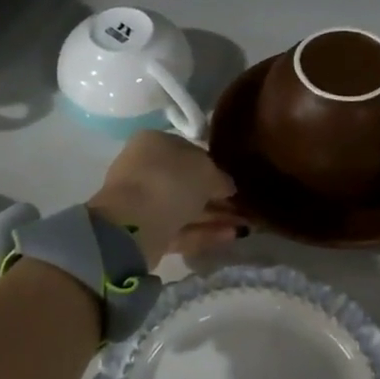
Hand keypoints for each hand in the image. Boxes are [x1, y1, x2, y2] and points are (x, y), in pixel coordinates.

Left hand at [88, 132, 239, 266]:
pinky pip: (180, 229)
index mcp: (155, 142)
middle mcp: (146, 168)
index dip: (215, 168)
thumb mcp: (207, 171)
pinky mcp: (146, 231)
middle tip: (244, 208)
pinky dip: (204, 233)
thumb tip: (226, 187)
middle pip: (188, 183)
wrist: (134, 224)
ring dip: (215, 216)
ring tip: (245, 226)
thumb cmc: (170, 181)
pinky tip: (231, 236)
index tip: (235, 183)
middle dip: (217, 197)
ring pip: (186, 208)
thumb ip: (220, 177)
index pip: (190, 152)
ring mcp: (144, 201)